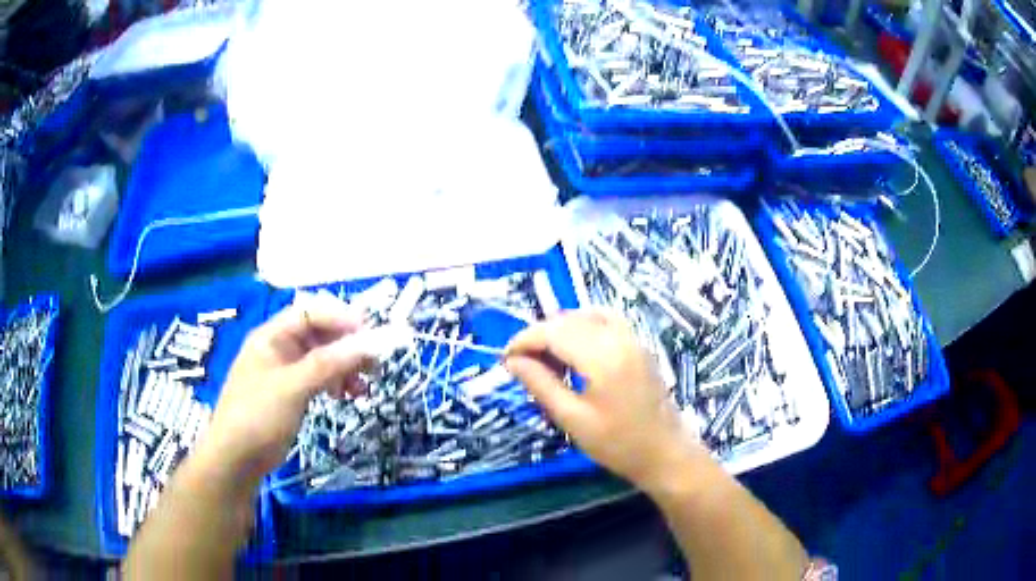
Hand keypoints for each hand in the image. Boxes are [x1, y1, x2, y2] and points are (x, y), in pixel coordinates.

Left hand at [199, 293, 372, 485]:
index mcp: (272, 336)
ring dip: (345, 367)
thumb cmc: (259, 415)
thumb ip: (330, 363)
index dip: (341, 319)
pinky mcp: (291, 393)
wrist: (236, 458)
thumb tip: (369, 343)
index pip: (312, 313)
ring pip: (322, 358)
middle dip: (347, 346)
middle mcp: (279, 348)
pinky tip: (347, 396)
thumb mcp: (293, 386)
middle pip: (319, 334)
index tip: (371, 336)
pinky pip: (318, 378)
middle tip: (374, 364)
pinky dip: (335, 383)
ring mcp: (285, 371)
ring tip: (364, 387)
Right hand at [504, 309, 705, 489]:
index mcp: (602, 357)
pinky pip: (605, 320)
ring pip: (586, 315)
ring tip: (545, 357)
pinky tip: (574, 347)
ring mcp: (632, 338)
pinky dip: (583, 325)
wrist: (665, 452)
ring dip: (560, 329)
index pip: (553, 332)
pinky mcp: (639, 344)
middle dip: (539, 335)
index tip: (505, 358)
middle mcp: (619, 338)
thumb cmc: (617, 444)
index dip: (524, 340)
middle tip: (521, 363)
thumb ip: (541, 384)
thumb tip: (512, 361)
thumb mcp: (572, 419)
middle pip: (568, 320)